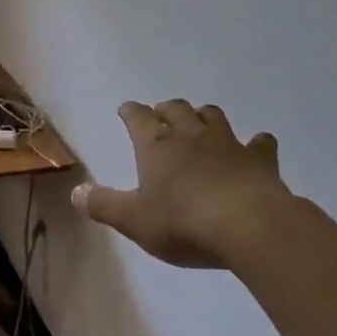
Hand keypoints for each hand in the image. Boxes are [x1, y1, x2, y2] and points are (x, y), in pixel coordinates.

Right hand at [73, 99, 295, 268]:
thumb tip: (76, 192)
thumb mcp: (134, 220)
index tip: (126, 110)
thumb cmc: (183, 222)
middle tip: (161, 116)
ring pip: (213, 116)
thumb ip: (103, 205)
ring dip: (204, 116)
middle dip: (166, 110)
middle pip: (176, 109)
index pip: (138, 118)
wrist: (249, 226)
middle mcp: (191, 135)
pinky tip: (256, 146)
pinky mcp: (260, 159)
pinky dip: (255, 143)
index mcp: (156, 146)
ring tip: (200, 124)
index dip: (130, 112)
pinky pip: (260, 143)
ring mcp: (228, 143)